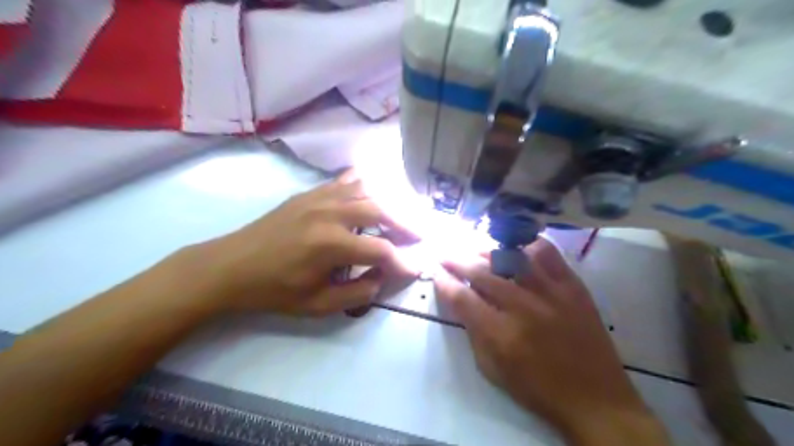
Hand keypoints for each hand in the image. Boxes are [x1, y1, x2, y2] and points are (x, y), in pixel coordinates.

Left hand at [197, 170, 415, 317]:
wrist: (231, 266)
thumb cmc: (274, 290)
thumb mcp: (317, 305)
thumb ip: (357, 293)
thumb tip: (382, 278)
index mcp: (331, 245)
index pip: (382, 251)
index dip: (403, 262)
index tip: (415, 269)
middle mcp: (330, 214)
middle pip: (382, 210)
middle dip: (406, 224)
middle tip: (420, 235)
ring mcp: (319, 198)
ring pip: (367, 190)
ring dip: (389, 202)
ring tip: (401, 216)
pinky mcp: (310, 193)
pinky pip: (345, 181)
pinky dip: (365, 186)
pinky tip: (373, 194)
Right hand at [437, 238, 665, 444]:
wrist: (595, 398)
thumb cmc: (537, 389)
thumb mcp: (492, 370)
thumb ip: (473, 332)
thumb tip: (460, 300)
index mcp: (501, 334)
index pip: (462, 297)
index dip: (444, 282)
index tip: (436, 273)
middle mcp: (523, 307)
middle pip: (481, 271)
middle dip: (456, 260)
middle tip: (445, 254)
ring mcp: (551, 292)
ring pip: (510, 256)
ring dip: (485, 249)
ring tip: (473, 248)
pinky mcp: (573, 286)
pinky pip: (546, 252)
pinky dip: (526, 246)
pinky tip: (515, 249)